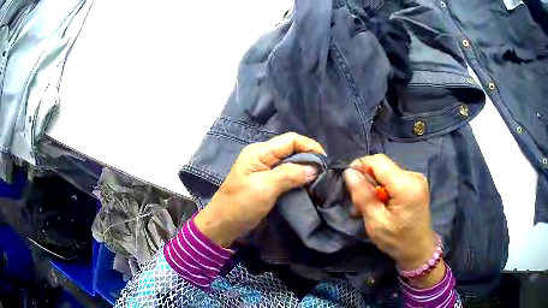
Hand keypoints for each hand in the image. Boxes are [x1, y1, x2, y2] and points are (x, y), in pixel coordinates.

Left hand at [194, 132, 324, 247]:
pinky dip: (298, 178)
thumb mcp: (264, 188)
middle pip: (291, 149)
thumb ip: (289, 175)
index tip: (325, 162)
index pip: (290, 140)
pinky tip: (306, 185)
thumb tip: (314, 168)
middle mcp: (262, 156)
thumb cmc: (240, 205)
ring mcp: (264, 169)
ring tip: (319, 179)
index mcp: (259, 152)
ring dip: (305, 168)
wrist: (222, 225)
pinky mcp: (266, 181)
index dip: (310, 146)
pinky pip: (286, 174)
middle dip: (309, 158)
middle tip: (324, 173)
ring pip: (290, 162)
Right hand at [343, 154, 443, 287]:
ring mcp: (416, 179)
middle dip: (367, 182)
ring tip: (367, 209)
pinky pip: (393, 179)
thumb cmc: (398, 241)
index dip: (361, 167)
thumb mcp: (376, 222)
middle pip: (382, 167)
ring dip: (373, 188)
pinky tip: (380, 206)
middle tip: (358, 206)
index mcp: (406, 185)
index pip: (378, 161)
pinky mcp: (415, 184)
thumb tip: (349, 172)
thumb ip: (363, 196)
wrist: (419, 250)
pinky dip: (383, 190)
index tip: (350, 184)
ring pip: (386, 174)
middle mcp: (413, 176)